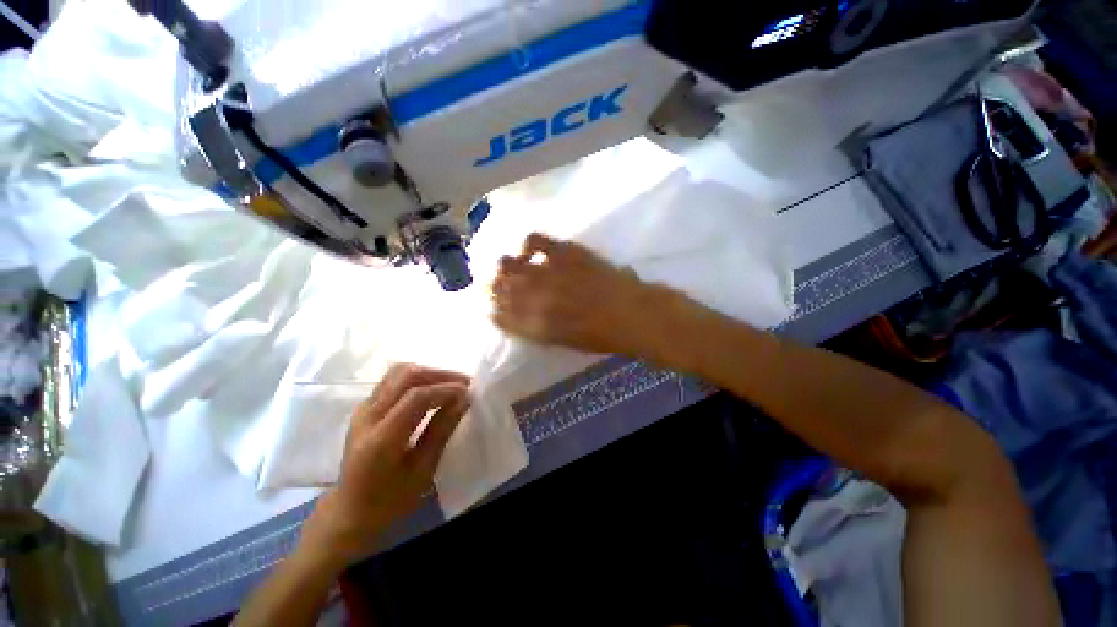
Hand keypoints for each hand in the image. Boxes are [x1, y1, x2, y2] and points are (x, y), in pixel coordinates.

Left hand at [301, 364, 469, 566]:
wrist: (349, 510)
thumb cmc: (390, 499)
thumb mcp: (422, 471)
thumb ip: (442, 431)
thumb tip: (464, 400)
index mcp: (381, 439)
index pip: (415, 397)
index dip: (446, 389)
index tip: (469, 392)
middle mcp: (367, 417)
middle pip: (405, 375)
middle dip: (439, 374)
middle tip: (464, 383)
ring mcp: (362, 409)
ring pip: (397, 372)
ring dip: (428, 373)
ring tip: (450, 384)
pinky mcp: (364, 407)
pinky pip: (392, 381)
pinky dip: (416, 379)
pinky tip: (431, 391)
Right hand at [491, 233, 663, 355]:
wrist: (632, 314)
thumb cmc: (601, 337)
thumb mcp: (563, 341)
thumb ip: (538, 329)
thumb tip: (521, 317)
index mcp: (533, 326)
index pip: (498, 316)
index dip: (494, 310)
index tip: (494, 307)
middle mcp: (532, 299)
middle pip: (497, 287)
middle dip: (492, 286)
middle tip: (498, 284)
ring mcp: (547, 273)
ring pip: (507, 264)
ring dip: (505, 267)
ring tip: (512, 266)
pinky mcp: (564, 253)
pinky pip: (534, 240)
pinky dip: (528, 244)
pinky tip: (531, 250)